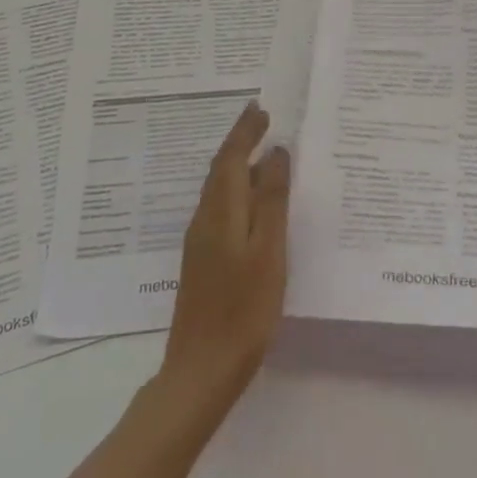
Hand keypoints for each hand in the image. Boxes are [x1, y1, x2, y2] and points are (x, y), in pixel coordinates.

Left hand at [159, 103, 290, 416]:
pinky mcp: (203, 260)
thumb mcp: (268, 251)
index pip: (230, 157)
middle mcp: (205, 218)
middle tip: (264, 121)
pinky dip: (238, 191)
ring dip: (239, 165)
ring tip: (265, 154)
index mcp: (220, 211)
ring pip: (220, 189)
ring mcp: (200, 241)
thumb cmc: (243, 308)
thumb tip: (275, 154)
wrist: (201, 369)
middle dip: (240, 141)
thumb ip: (271, 200)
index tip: (261, 108)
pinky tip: (256, 203)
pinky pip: (222, 208)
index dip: (245, 130)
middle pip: (221, 169)